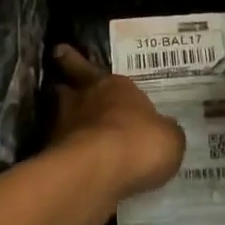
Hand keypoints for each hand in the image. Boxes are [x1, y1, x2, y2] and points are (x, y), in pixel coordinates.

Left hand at [49, 46, 185, 201]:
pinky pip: (61, 151)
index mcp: (114, 86)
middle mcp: (85, 100)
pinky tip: (77, 167)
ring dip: (65, 122)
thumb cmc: (139, 142)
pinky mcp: (54, 156)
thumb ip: (164, 130)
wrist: (99, 172)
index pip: (90, 68)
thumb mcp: (169, 137)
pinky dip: (66, 155)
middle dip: (66, 86)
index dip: (76, 62)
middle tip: (61, 86)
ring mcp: (64, 127)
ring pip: (60, 117)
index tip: (61, 53)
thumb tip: (163, 130)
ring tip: (72, 132)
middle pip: (67, 87)